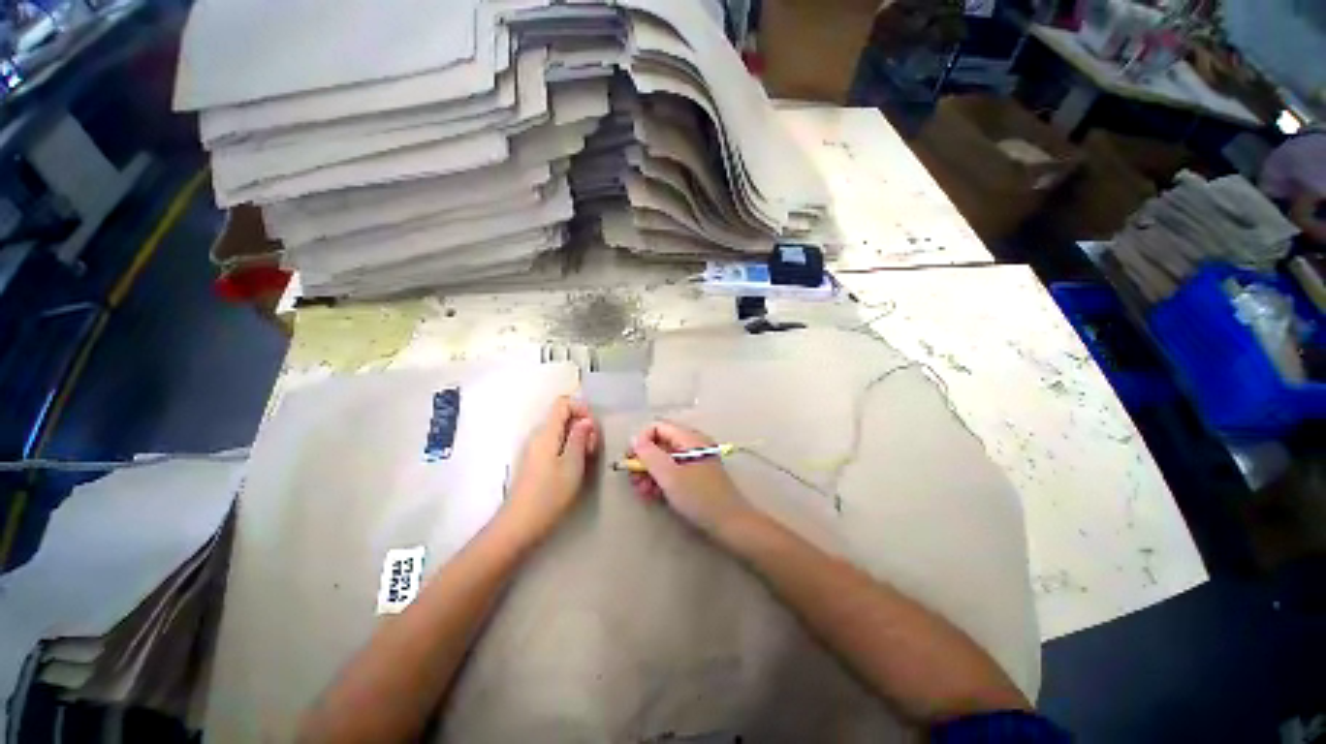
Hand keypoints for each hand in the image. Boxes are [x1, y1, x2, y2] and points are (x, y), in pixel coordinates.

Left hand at [503, 397, 599, 541]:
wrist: (520, 524)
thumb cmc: (550, 493)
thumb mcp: (572, 464)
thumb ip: (580, 438)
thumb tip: (586, 420)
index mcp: (546, 432)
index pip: (562, 403)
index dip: (581, 408)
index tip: (593, 428)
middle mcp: (538, 436)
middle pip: (562, 416)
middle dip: (582, 425)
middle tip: (592, 447)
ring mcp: (535, 449)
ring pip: (560, 431)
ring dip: (577, 438)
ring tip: (586, 458)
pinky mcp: (535, 461)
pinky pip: (555, 444)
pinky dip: (568, 448)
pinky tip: (575, 466)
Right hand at [627, 421, 750, 535]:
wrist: (730, 524)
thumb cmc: (699, 497)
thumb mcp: (670, 476)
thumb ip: (650, 455)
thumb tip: (634, 438)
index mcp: (689, 438)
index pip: (657, 427)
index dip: (641, 442)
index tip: (631, 462)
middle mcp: (691, 444)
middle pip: (659, 443)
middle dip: (644, 461)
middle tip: (634, 481)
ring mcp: (694, 460)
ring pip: (664, 459)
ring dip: (649, 473)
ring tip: (642, 492)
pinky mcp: (694, 476)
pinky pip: (672, 471)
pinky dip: (660, 480)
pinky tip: (652, 495)